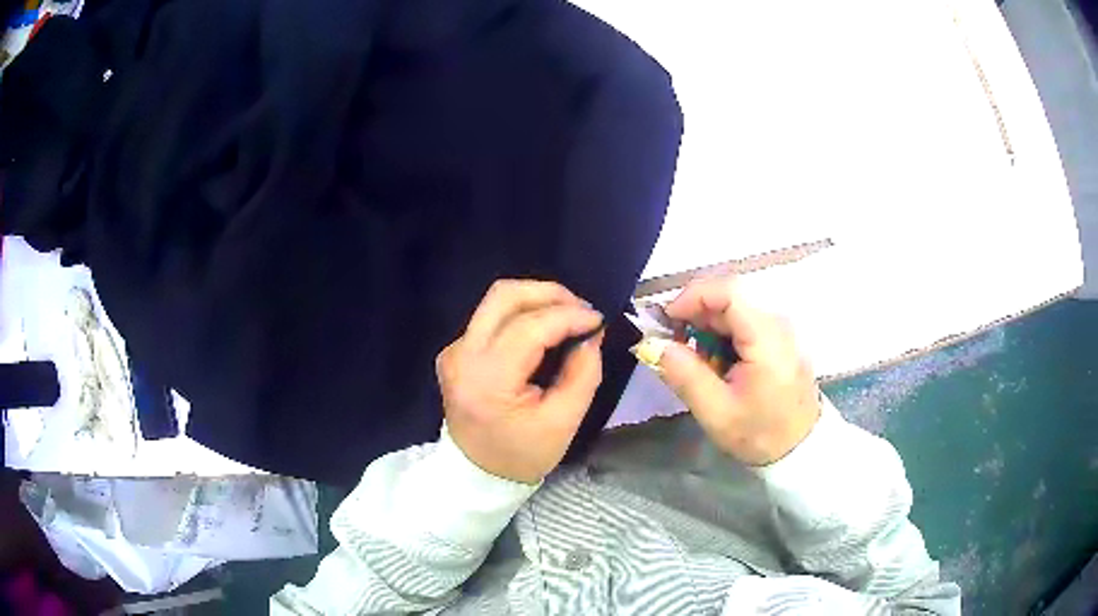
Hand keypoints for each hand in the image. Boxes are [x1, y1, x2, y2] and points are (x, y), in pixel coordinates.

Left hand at [437, 280, 604, 483]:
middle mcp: (462, 355)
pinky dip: (522, 315)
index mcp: (487, 380)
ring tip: (568, 316)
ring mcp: (454, 351)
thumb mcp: (564, 422)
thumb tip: (591, 333)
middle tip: (582, 309)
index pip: (528, 328)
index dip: (568, 316)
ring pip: (496, 302)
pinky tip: (544, 331)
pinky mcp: (455, 351)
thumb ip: (583, 373)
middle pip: (504, 296)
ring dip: (536, 300)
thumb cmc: (522, 454)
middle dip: (549, 293)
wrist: (477, 474)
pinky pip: (490, 318)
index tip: (599, 319)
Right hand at [659, 277, 820, 465]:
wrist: (801, 448)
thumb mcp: (716, 412)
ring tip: (695, 362)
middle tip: (673, 347)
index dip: (692, 297)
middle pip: (728, 297)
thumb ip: (684, 374)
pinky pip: (743, 322)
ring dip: (706, 327)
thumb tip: (653, 344)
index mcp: (766, 338)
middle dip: (695, 315)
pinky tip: (716, 364)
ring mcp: (780, 328)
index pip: (728, 291)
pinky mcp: (778, 337)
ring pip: (733, 309)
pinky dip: (721, 336)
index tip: (667, 321)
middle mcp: (777, 323)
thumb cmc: (760, 434)